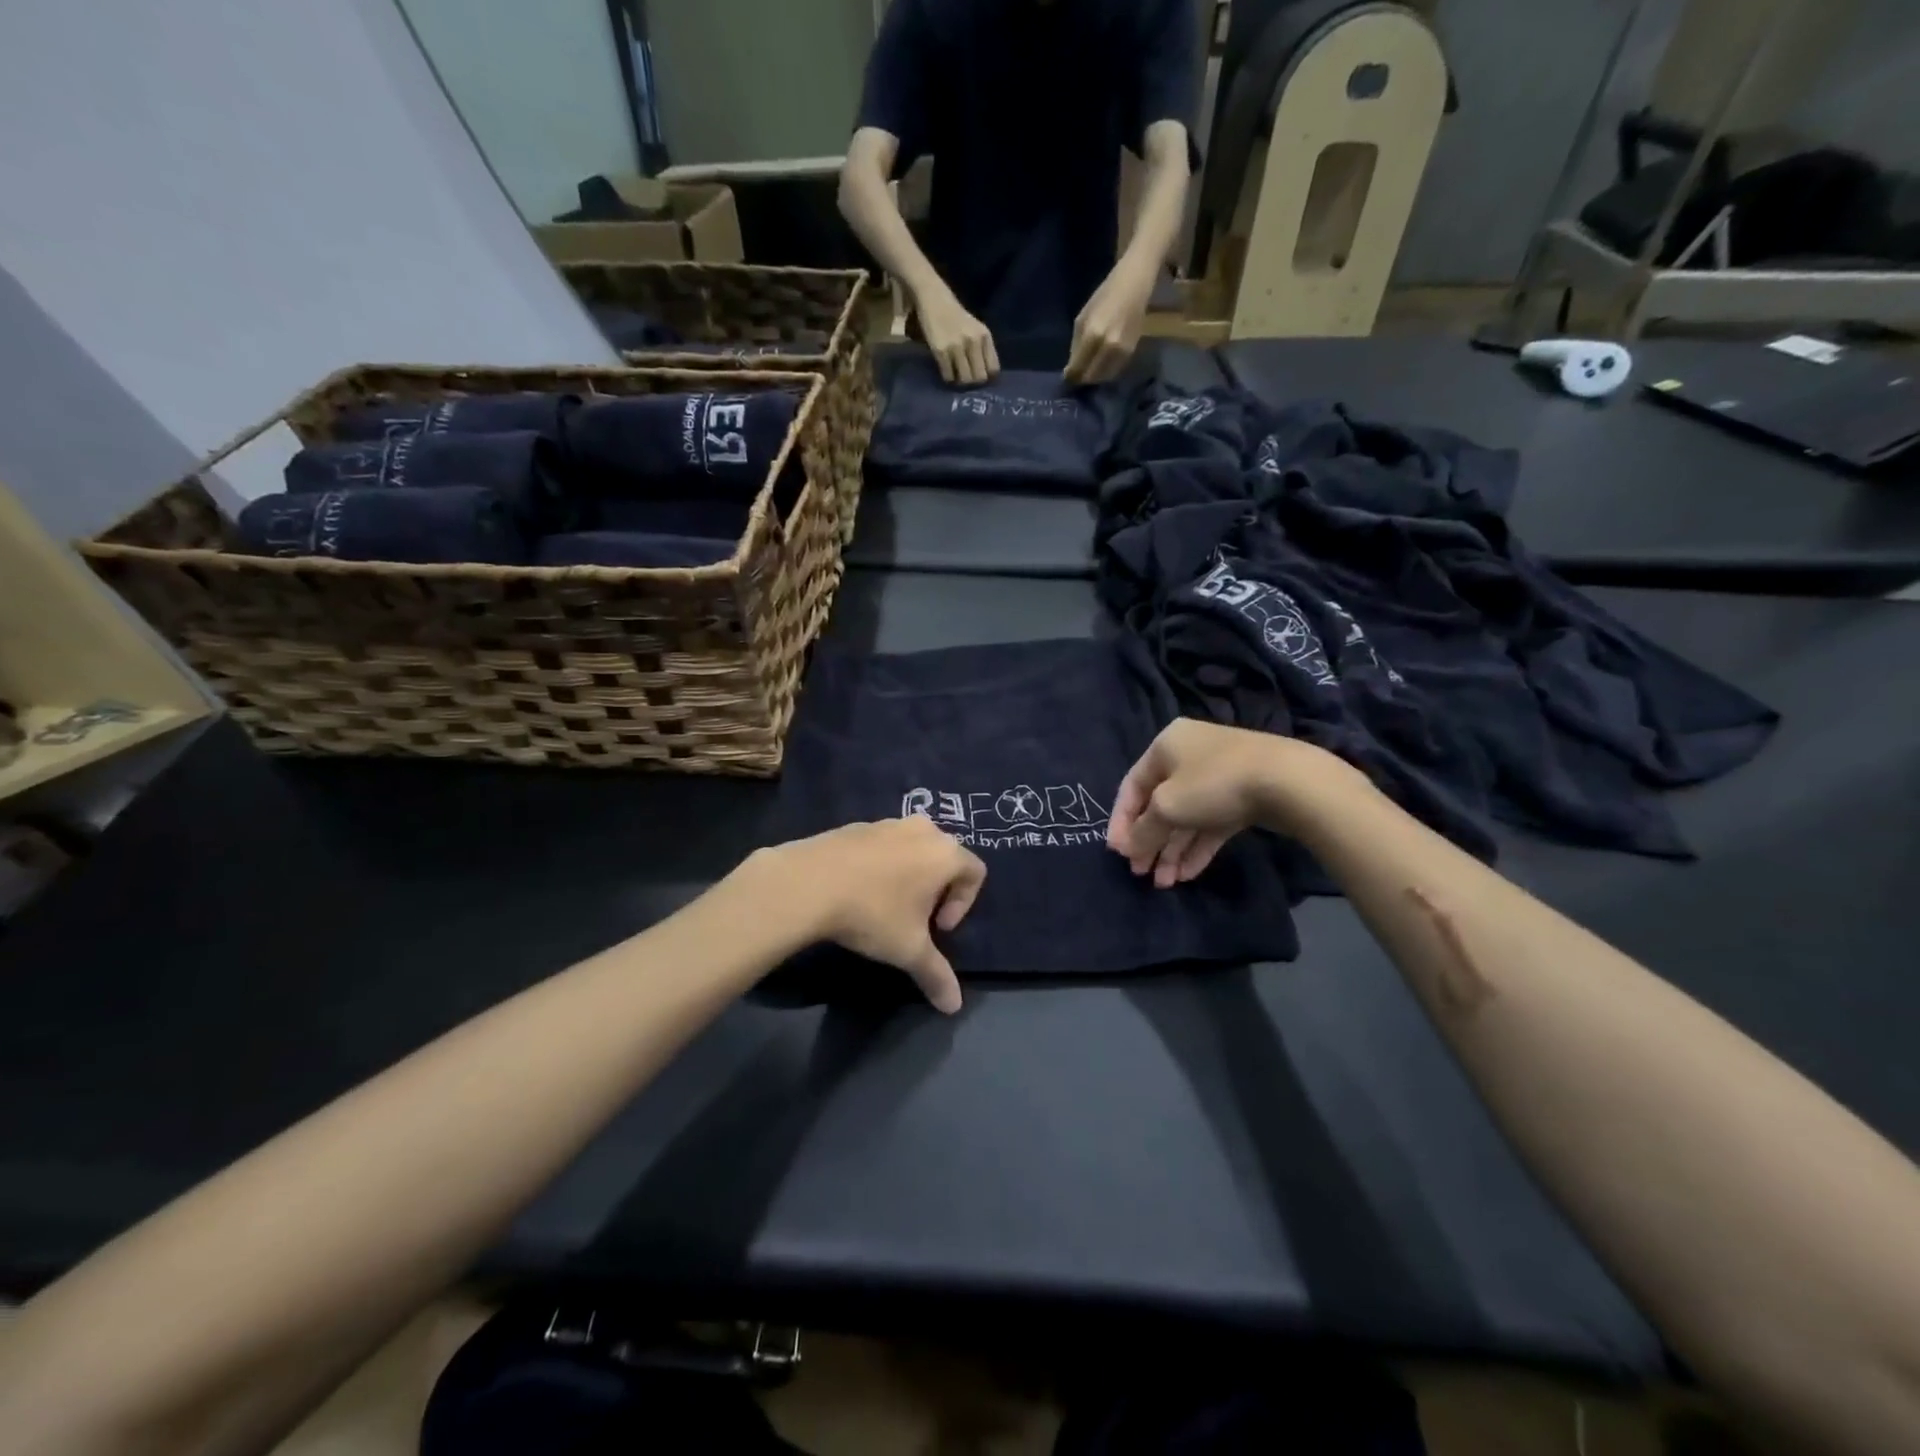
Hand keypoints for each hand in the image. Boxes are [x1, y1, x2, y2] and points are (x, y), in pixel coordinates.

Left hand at [759, 818, 985, 1012]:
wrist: (808, 882)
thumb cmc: (872, 912)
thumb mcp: (908, 950)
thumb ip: (936, 975)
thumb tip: (954, 1007)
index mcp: (945, 852)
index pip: (975, 872)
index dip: (964, 904)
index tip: (937, 929)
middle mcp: (922, 829)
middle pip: (944, 857)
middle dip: (936, 889)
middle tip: (915, 918)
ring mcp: (887, 822)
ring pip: (912, 848)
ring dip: (909, 875)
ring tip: (885, 905)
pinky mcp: (857, 825)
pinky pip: (882, 845)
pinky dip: (880, 865)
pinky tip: (857, 891)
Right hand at [913, 282, 998, 386]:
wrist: (934, 299)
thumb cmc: (956, 317)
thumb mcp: (975, 329)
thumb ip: (982, 349)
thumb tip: (987, 377)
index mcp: (984, 336)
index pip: (993, 369)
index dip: (987, 376)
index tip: (979, 375)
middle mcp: (973, 341)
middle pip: (980, 377)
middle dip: (974, 382)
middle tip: (966, 378)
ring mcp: (957, 346)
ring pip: (965, 379)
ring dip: (960, 382)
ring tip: (956, 375)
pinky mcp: (941, 351)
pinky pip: (949, 376)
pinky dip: (948, 378)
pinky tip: (946, 370)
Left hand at [1064, 261, 1154, 384]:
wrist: (1134, 286)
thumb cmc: (1104, 297)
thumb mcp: (1082, 318)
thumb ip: (1076, 345)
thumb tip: (1071, 367)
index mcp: (1093, 335)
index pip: (1077, 368)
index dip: (1070, 375)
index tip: (1067, 375)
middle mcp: (1108, 347)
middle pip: (1090, 376)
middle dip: (1081, 378)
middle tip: (1076, 375)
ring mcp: (1121, 351)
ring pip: (1103, 377)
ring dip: (1093, 377)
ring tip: (1088, 370)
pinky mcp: (1131, 353)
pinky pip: (1114, 371)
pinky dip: (1105, 372)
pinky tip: (1101, 365)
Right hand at [1107, 720, 1367, 886]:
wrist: (1288, 782)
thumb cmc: (1214, 784)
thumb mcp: (1167, 807)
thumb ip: (1143, 830)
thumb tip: (1129, 848)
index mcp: (1165, 746)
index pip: (1131, 787)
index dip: (1121, 822)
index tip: (1118, 854)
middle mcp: (1189, 755)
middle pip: (1159, 804)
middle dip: (1150, 841)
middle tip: (1141, 873)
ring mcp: (1217, 775)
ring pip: (1186, 817)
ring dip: (1172, 850)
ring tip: (1165, 883)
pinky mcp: (1241, 796)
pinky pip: (1210, 823)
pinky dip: (1197, 846)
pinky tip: (1188, 874)